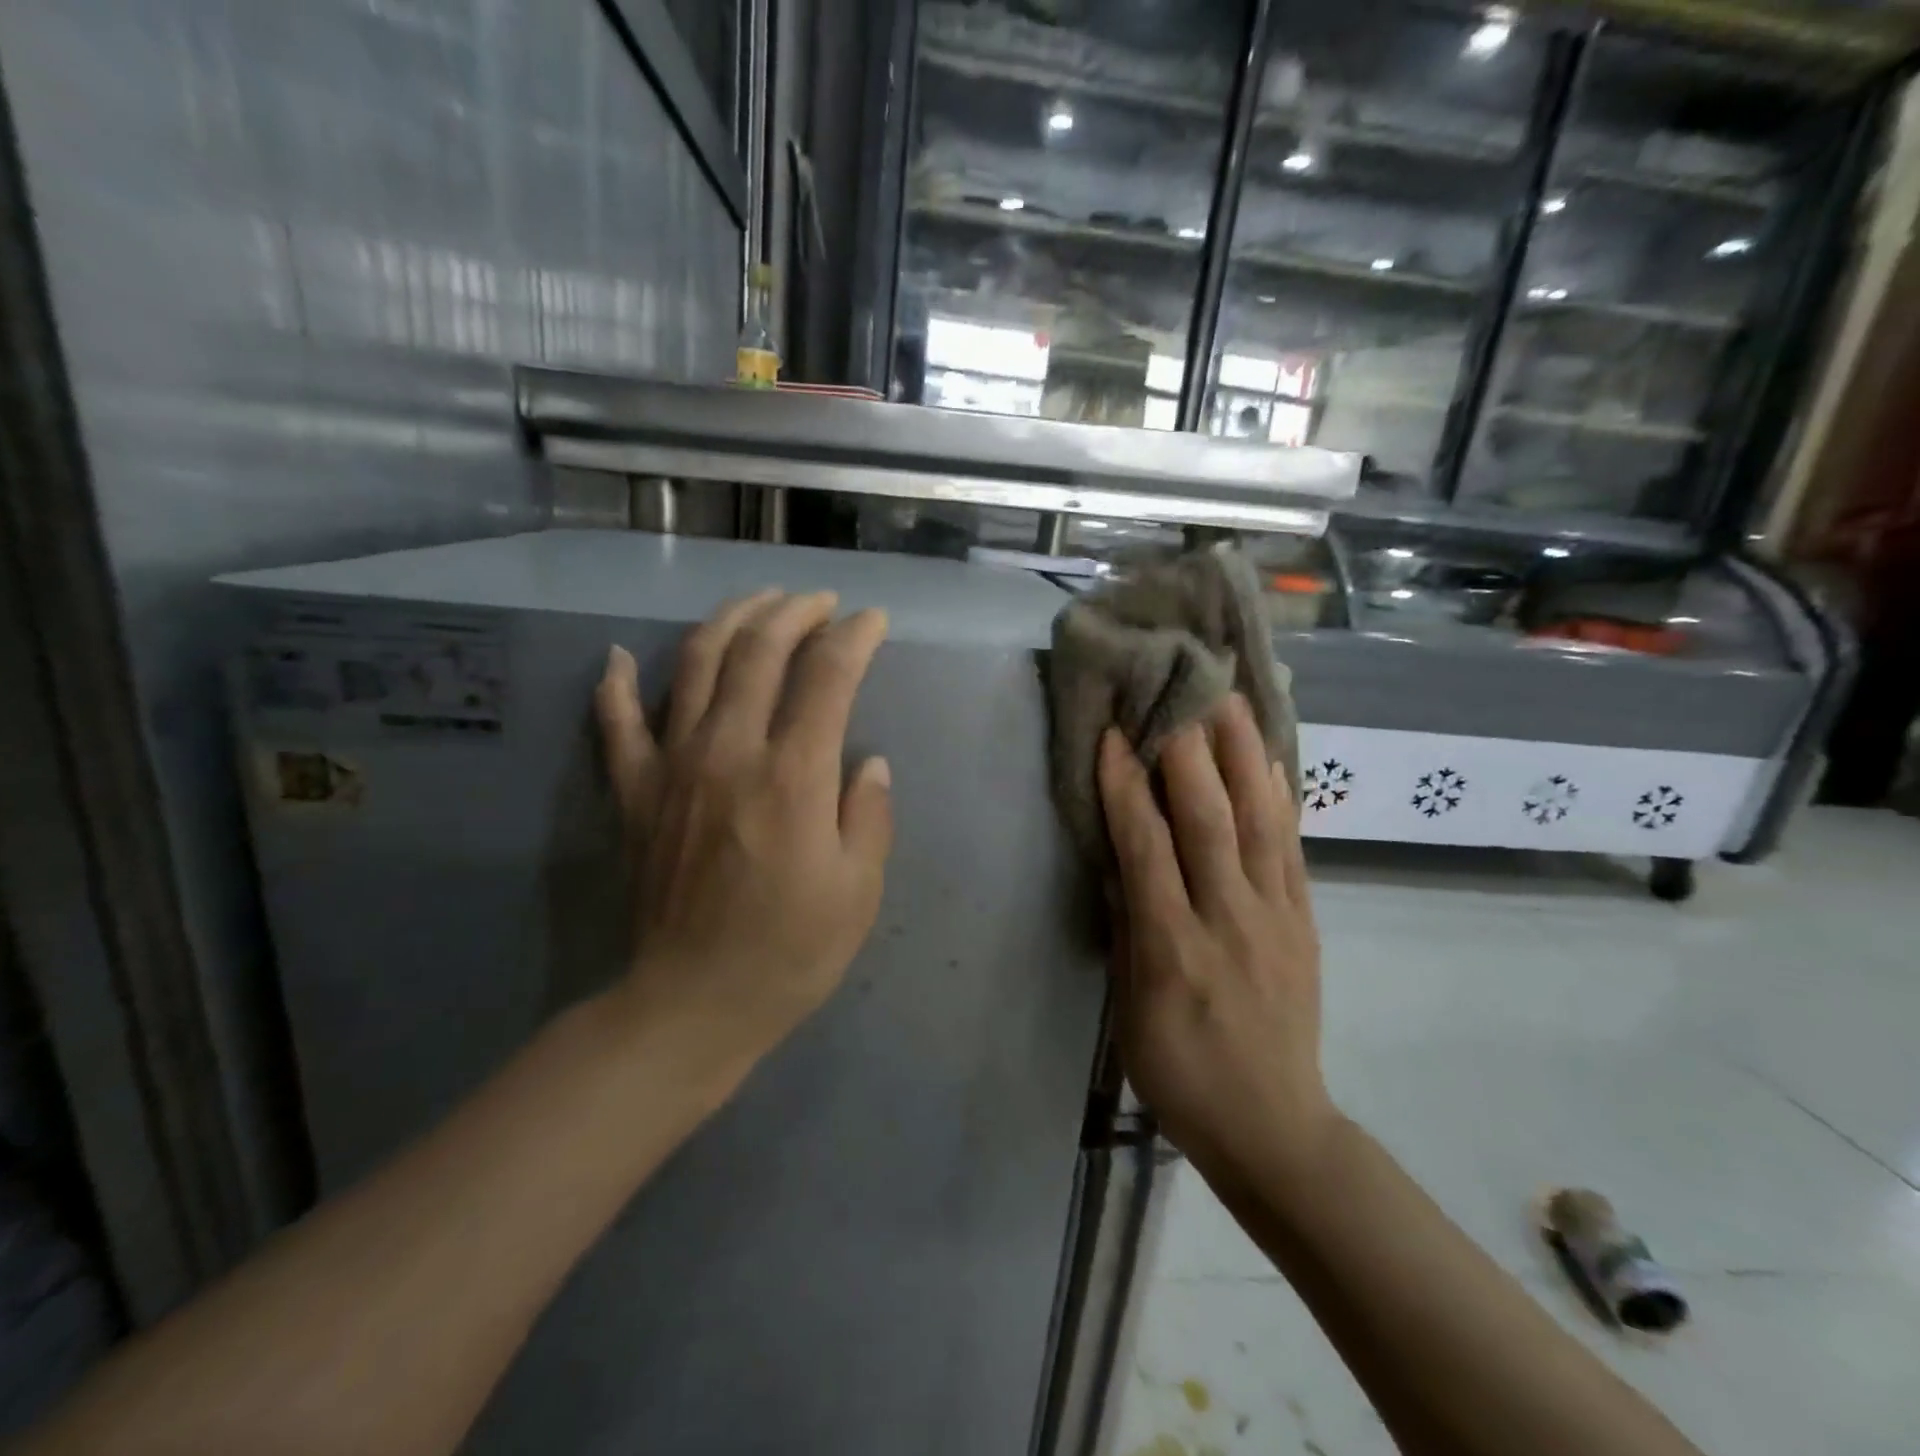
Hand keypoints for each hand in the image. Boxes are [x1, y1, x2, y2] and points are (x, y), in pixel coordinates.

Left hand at [594, 589, 893, 1071]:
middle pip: (759, 652)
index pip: (827, 676)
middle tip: (821, 602)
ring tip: (757, 602)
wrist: (691, 1004)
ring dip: (729, 620)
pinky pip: (615, 723)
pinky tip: (617, 655)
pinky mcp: (634, 792)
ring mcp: (672, 766)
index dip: (855, 638)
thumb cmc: (789, 952)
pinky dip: (614, 683)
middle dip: (795, 613)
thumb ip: (868, 815)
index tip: (873, 622)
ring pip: (694, 664)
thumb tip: (868, 762)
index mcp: (793, 776)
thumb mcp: (858, 891)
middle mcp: (729, 752)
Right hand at [1097, 694, 1334, 1174]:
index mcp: (1174, 949)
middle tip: (1176, 693)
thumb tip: (1119, 856)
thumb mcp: (1130, 1009)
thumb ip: (1127, 926)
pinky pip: (1293, 848)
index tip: (1113, 735)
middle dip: (1189, 751)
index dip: (1125, 787)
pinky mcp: (1305, 921)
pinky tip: (1271, 759)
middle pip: (1210, 822)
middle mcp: (1229, 921)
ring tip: (1232, 701)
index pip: (1146, 849)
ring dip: (1244, 756)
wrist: (1274, 1126)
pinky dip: (1281, 798)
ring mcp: (1277, 918)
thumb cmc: (1180, 1071)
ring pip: (1261, 823)